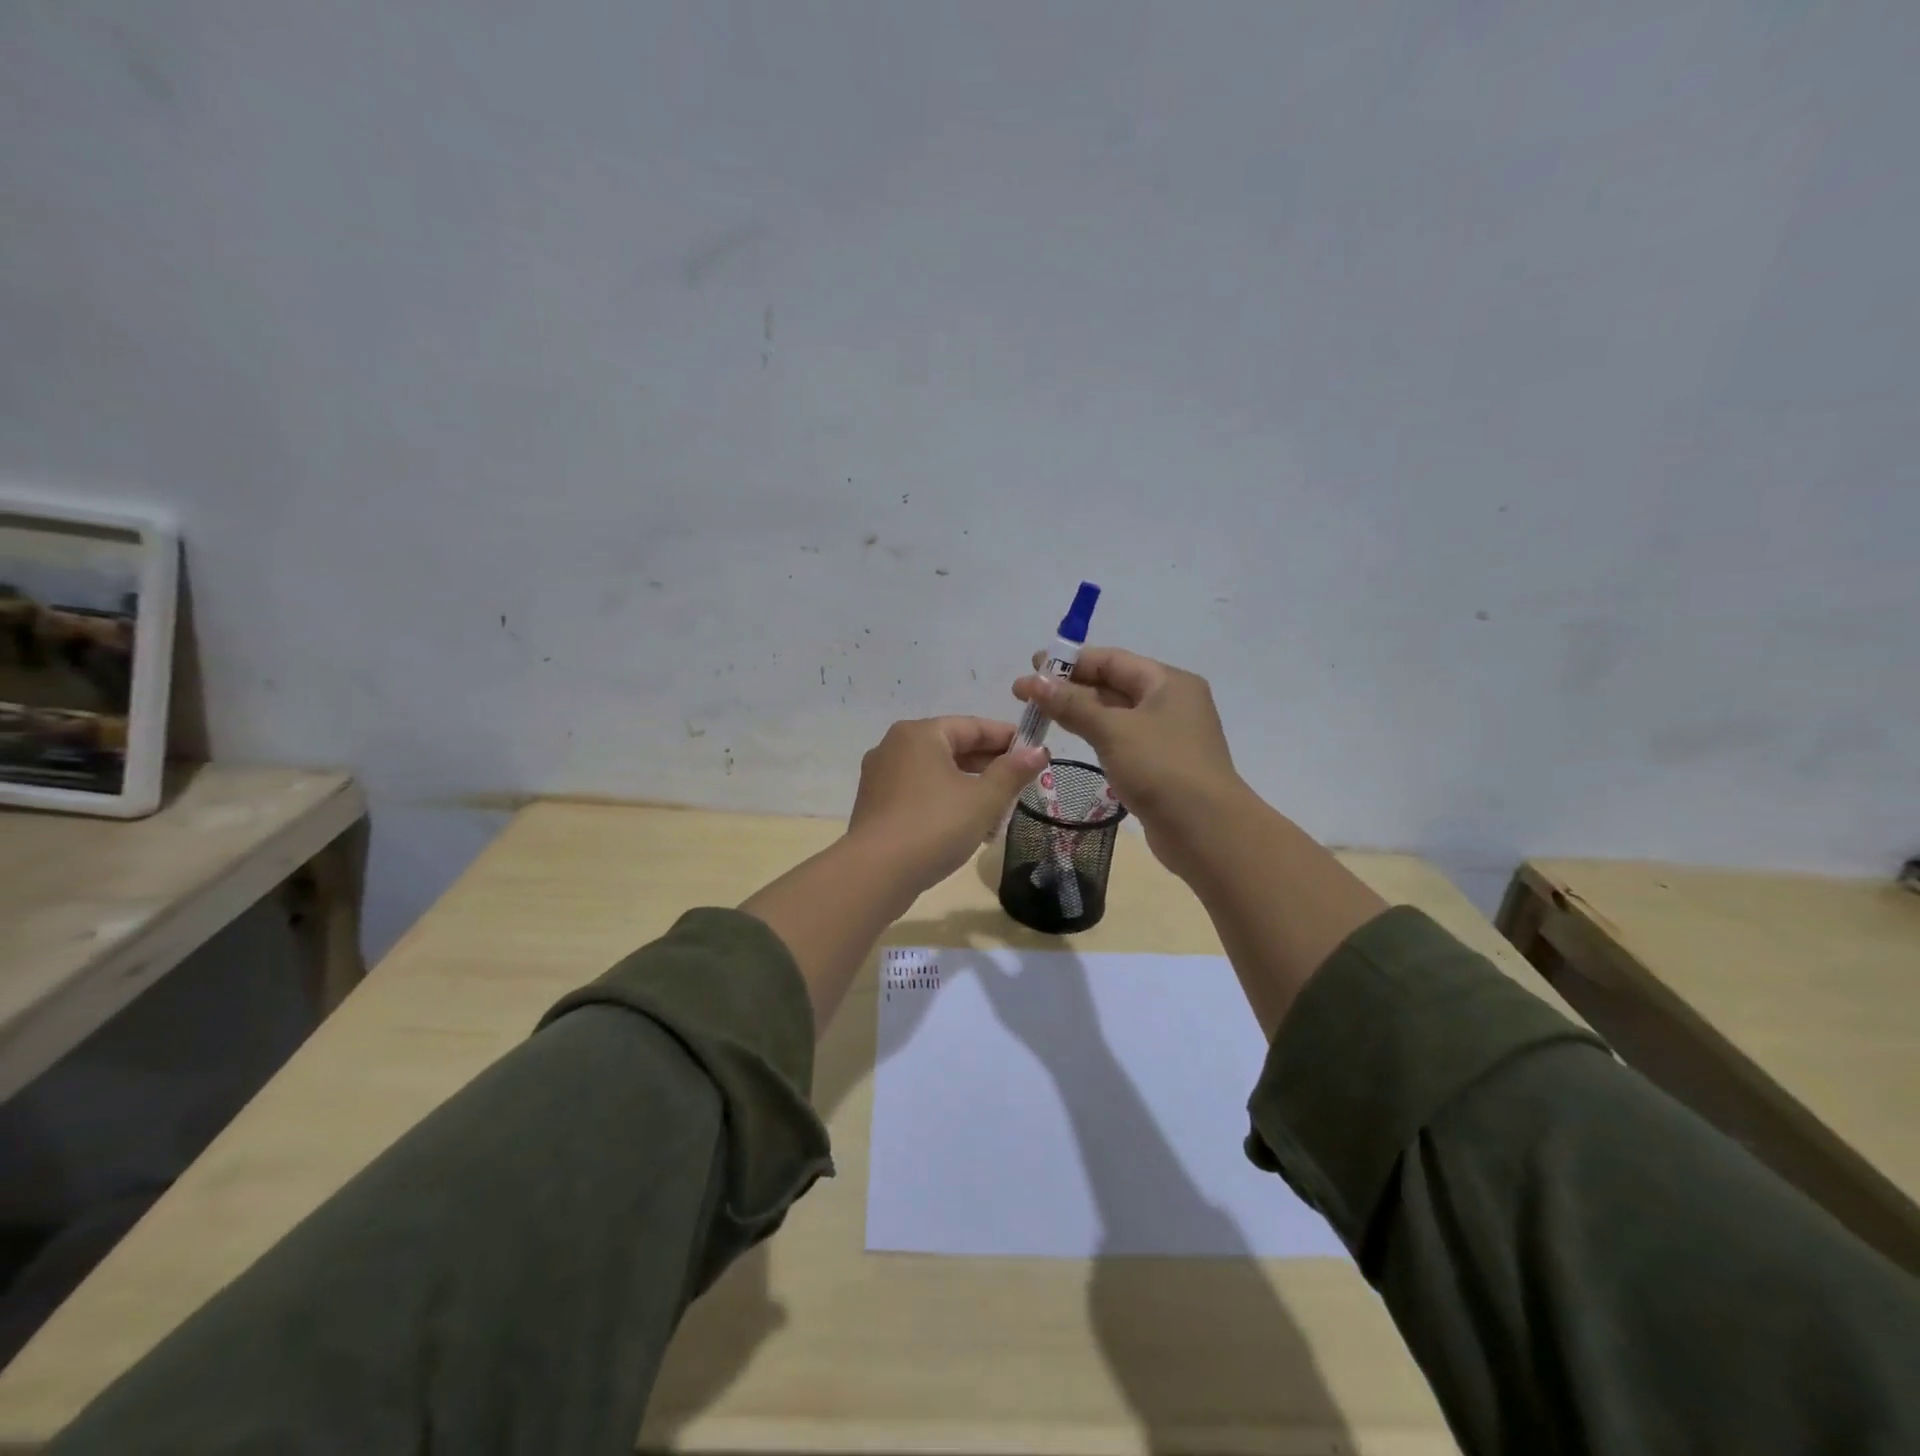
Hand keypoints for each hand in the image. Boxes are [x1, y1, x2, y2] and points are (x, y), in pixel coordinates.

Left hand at [848, 717, 1046, 889]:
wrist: (876, 873)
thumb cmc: (935, 825)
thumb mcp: (983, 799)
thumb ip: (1012, 772)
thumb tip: (1039, 751)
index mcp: (919, 734)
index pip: (972, 726)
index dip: (1007, 738)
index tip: (1036, 751)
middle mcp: (895, 746)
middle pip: (952, 747)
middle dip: (989, 765)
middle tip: (1021, 783)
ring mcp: (880, 776)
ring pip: (936, 773)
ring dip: (969, 787)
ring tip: (999, 809)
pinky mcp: (875, 805)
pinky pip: (919, 793)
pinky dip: (945, 801)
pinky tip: (967, 826)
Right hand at [1012, 648, 1243, 878]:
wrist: (1206, 831)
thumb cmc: (1161, 768)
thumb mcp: (1113, 730)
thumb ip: (1072, 704)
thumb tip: (1034, 681)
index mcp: (1168, 682)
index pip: (1112, 659)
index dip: (1071, 661)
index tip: (1033, 665)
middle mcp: (1171, 702)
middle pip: (1113, 684)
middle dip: (1070, 687)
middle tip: (1026, 693)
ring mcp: (1167, 735)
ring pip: (1116, 714)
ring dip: (1080, 711)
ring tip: (1040, 714)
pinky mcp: (1160, 764)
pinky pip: (1122, 739)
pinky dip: (1095, 734)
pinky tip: (1070, 738)